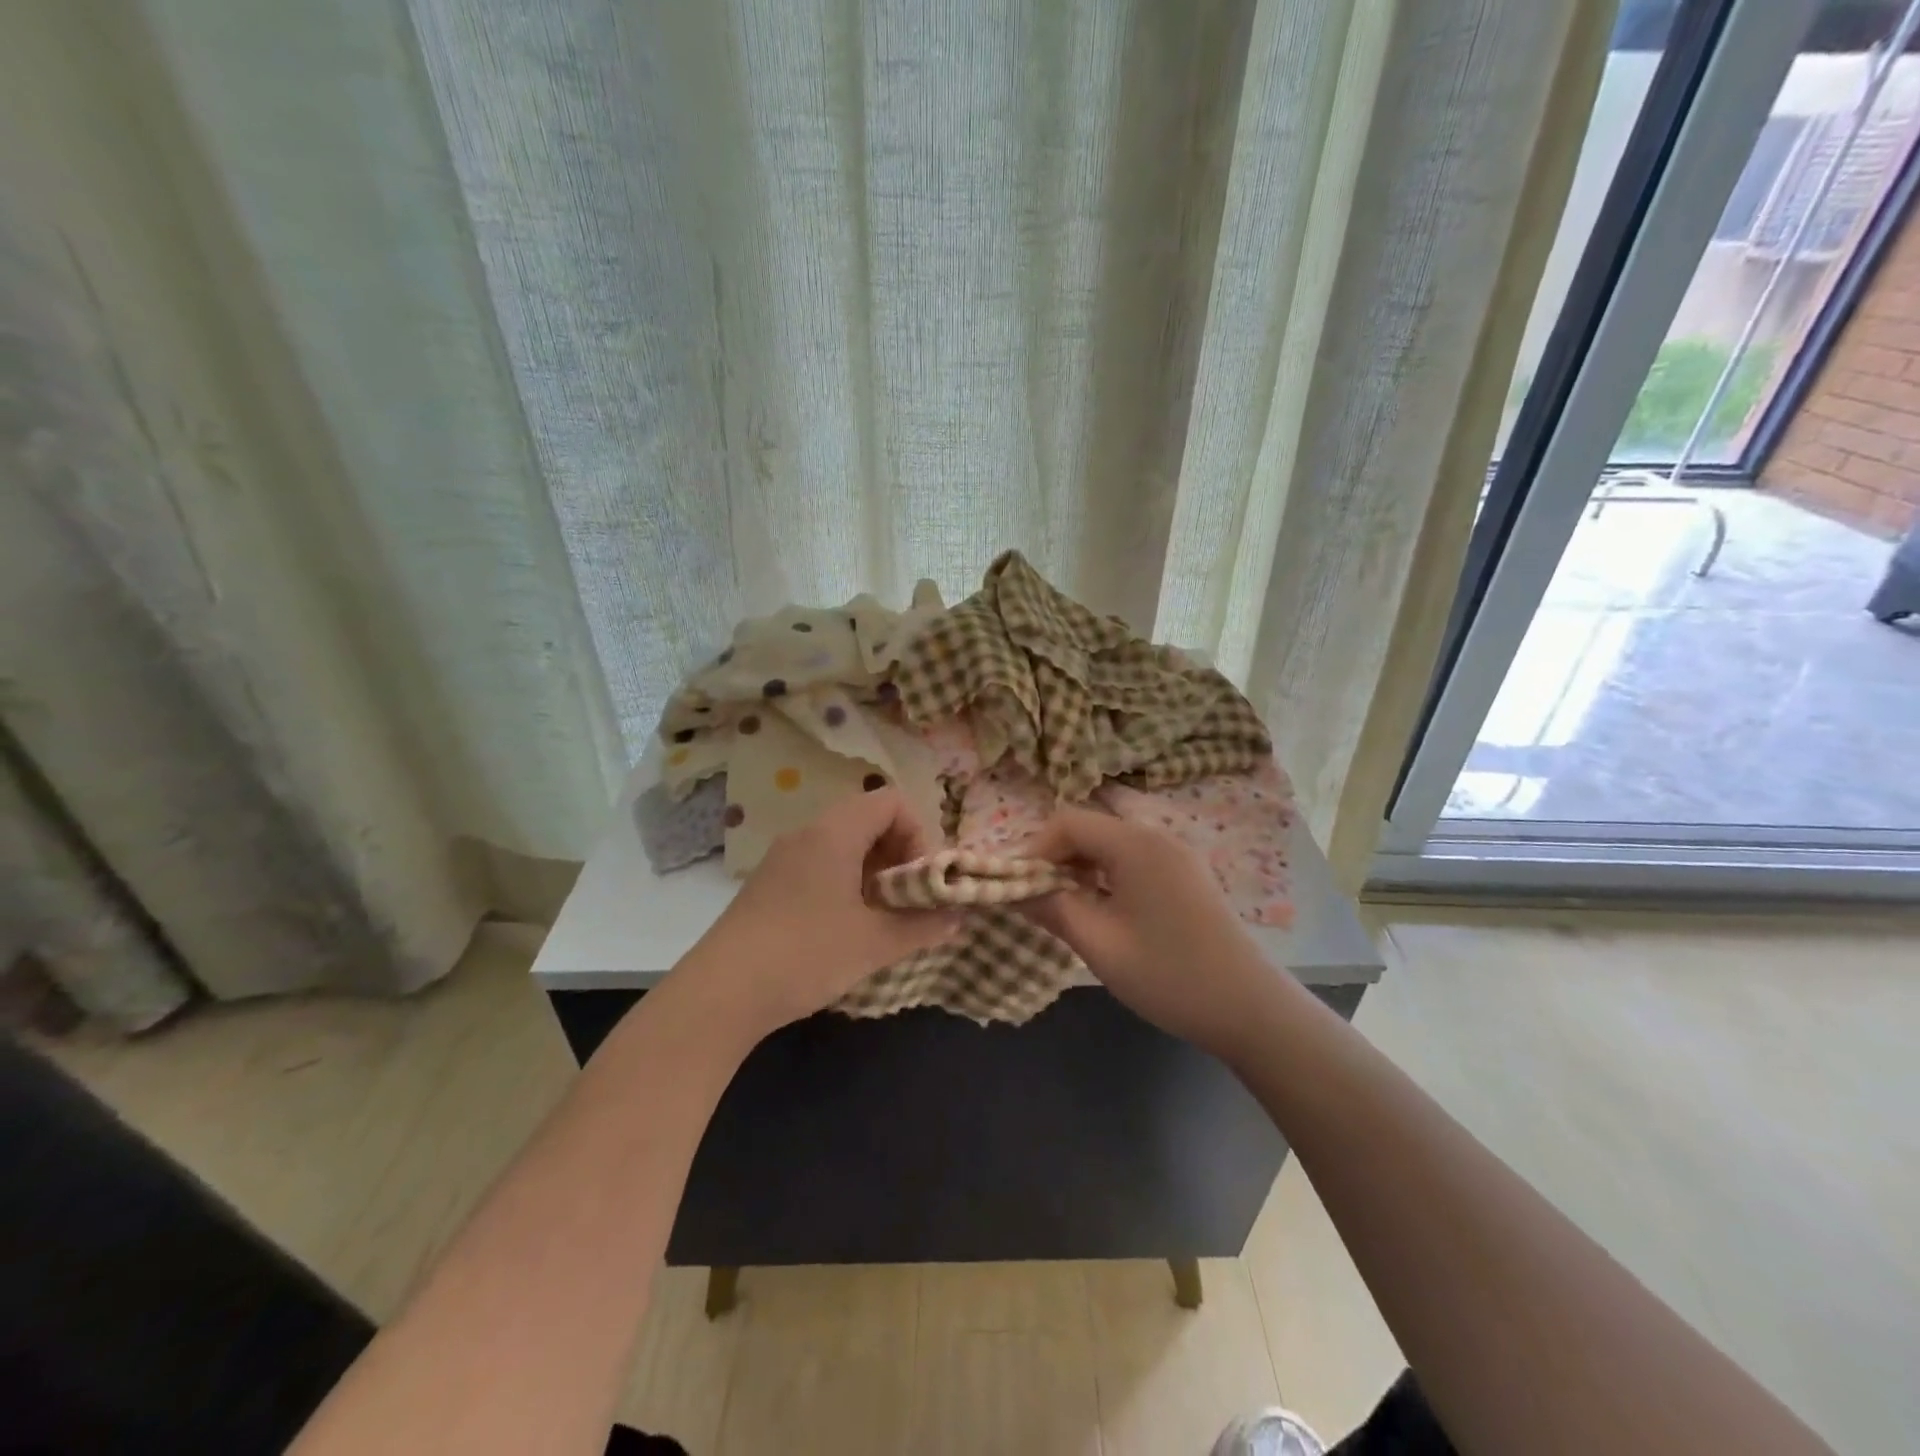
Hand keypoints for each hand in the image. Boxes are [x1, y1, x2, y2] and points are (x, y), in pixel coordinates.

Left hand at [669, 788, 958, 1042]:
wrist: (720, 994)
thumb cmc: (806, 955)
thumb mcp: (874, 943)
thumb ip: (922, 926)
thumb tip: (957, 918)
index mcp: (835, 832)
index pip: (890, 801)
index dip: (917, 833)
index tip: (919, 878)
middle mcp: (807, 833)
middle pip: (867, 818)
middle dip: (897, 854)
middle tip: (906, 899)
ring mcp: (783, 857)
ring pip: (843, 843)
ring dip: (871, 871)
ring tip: (878, 916)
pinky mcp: (768, 883)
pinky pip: (819, 863)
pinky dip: (844, 882)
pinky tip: (843, 926)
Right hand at [1025, 808, 1276, 1059]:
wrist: (1251, 1010)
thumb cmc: (1169, 975)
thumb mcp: (1099, 944)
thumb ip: (1051, 908)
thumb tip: (1011, 890)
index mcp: (1135, 844)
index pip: (1067, 822)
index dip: (1034, 849)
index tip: (1016, 887)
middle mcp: (1156, 837)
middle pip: (1089, 829)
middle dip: (1055, 859)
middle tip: (1036, 901)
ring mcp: (1176, 855)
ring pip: (1110, 845)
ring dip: (1080, 869)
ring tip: (1064, 909)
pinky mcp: (1186, 876)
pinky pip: (1133, 861)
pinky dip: (1106, 877)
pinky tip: (1102, 912)